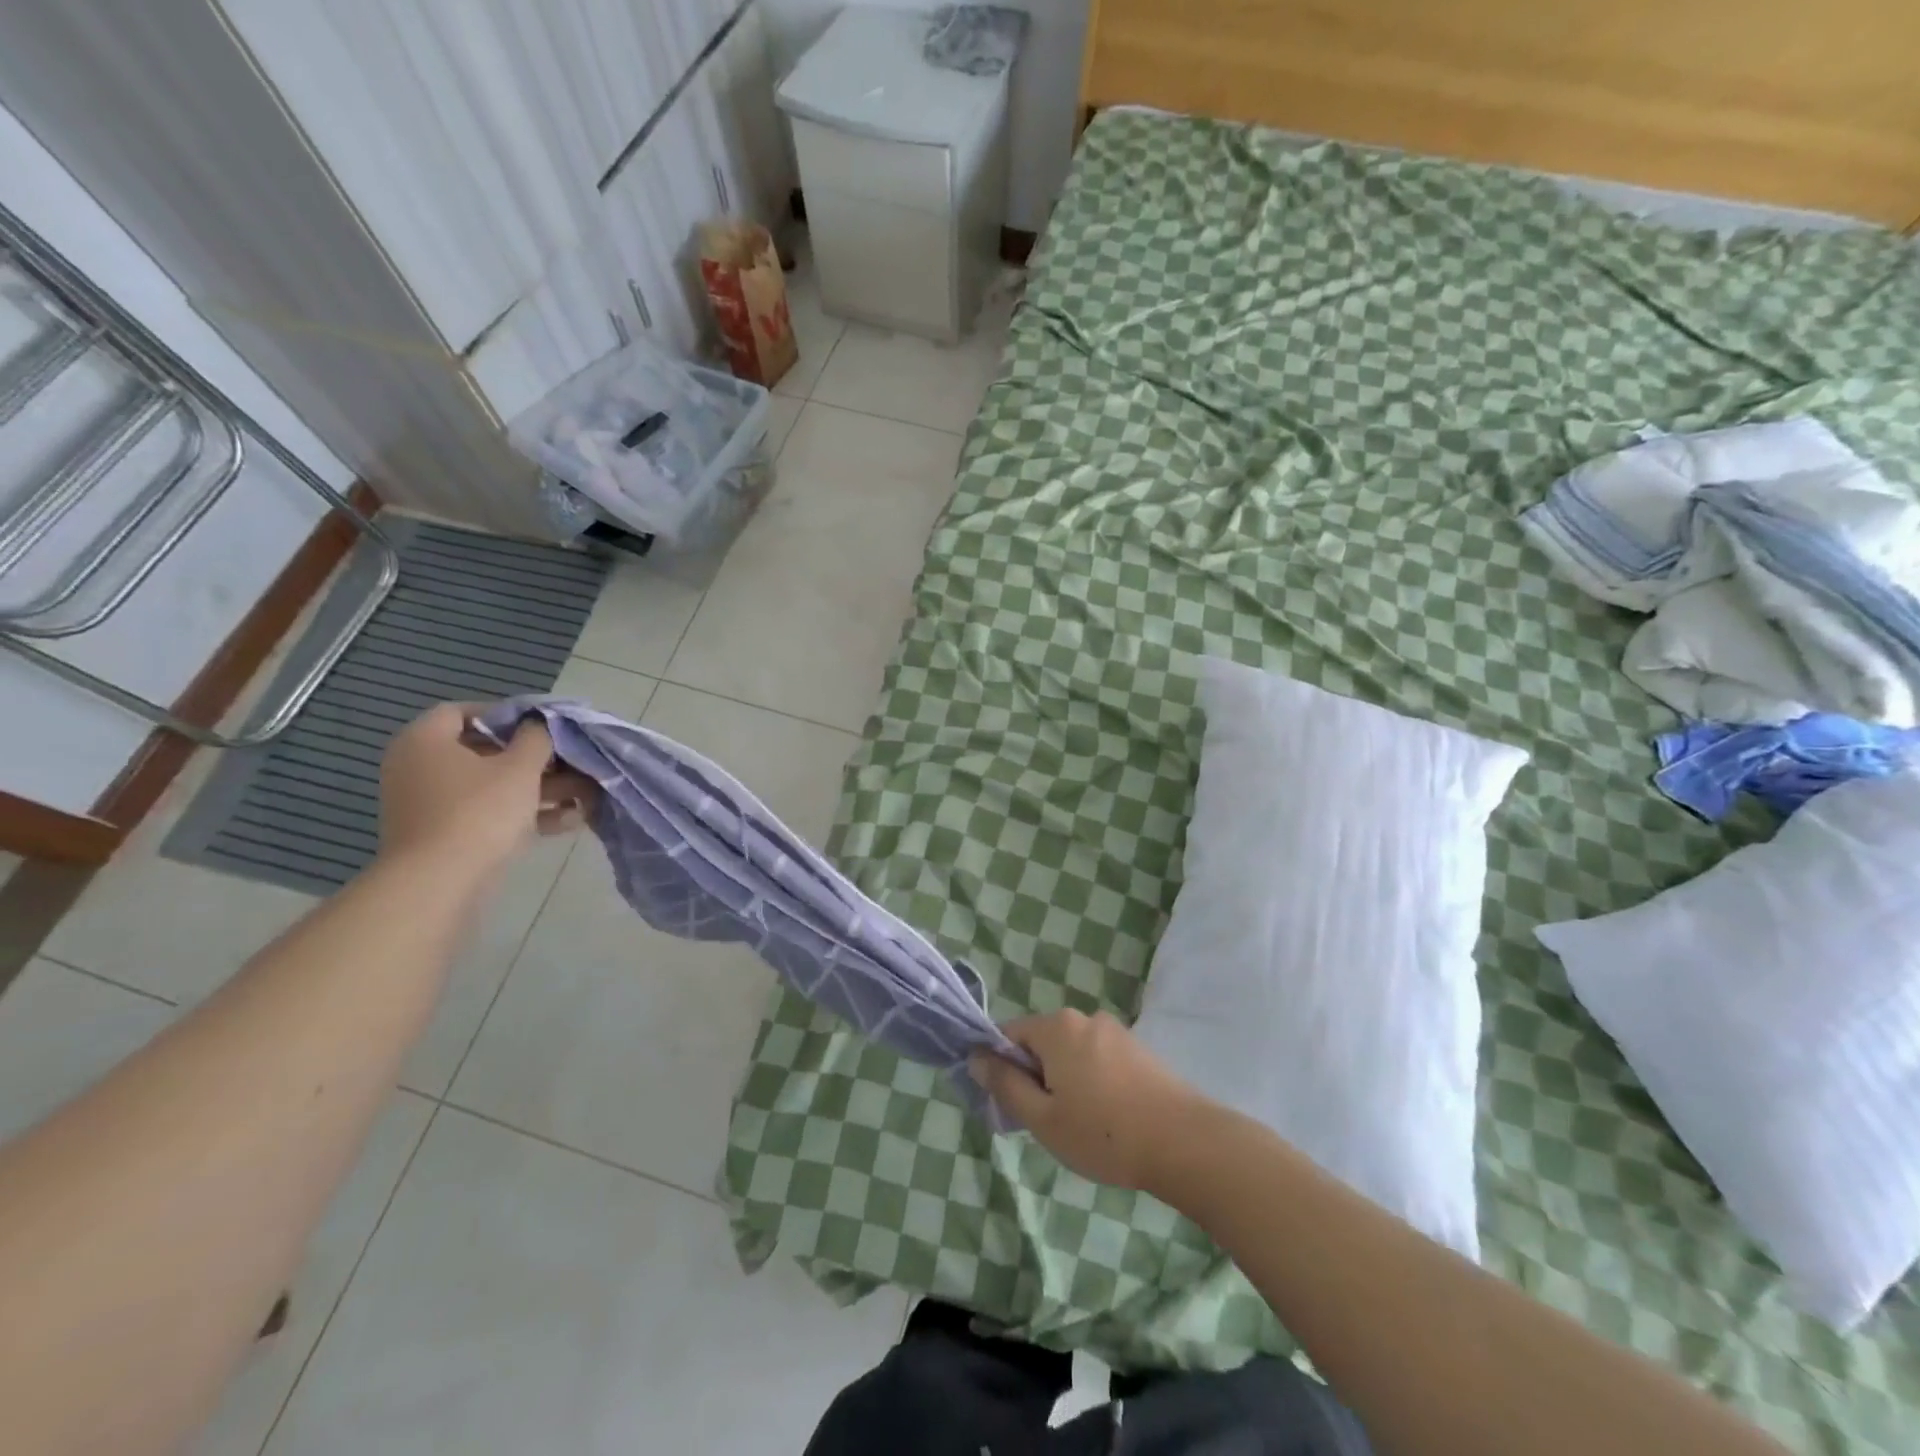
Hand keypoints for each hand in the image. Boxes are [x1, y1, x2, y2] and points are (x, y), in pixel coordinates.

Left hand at [378, 704, 596, 871]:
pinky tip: (568, 821)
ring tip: (583, 795)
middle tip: (571, 762)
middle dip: (534, 758)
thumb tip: (539, 723)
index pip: (462, 712)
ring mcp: (430, 805)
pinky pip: (487, 814)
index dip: (506, 714)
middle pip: (484, 752)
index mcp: (425, 741)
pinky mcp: (444, 836)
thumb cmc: (478, 812)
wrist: (439, 884)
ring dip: (539, 788)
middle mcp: (420, 768)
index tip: (542, 726)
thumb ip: (536, 738)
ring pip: (492, 786)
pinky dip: (523, 814)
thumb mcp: (519, 767)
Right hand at [969, 1009, 1209, 1191]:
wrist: (1184, 1143)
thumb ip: (1004, 1085)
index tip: (1012, 1105)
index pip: (1009, 1033)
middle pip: (1042, 1041)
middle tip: (1046, 1122)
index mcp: (1056, 1027)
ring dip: (1065, 1080)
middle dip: (1036, 1076)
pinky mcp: (1139, 1048)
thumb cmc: (1103, 1134)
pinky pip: (1098, 1058)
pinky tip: (1108, 1118)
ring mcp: (1115, 1031)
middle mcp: (1084, 1017)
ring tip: (1081, 1125)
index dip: (1001, 1067)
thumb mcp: (1042, 1118)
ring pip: (1072, 1052)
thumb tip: (975, 1057)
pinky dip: (1093, 1081)